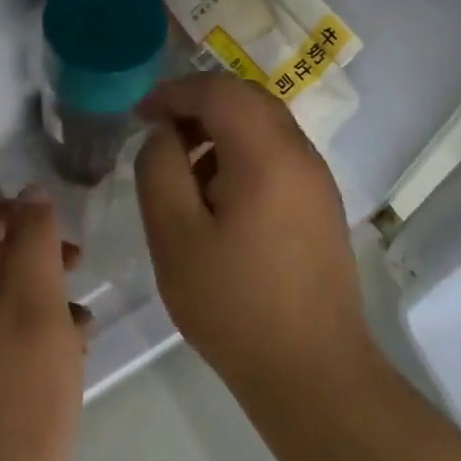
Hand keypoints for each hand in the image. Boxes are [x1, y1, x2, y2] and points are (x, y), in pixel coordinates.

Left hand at [0, 190, 87, 460]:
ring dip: (36, 295)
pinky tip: (70, 352)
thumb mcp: (35, 305)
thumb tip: (31, 194)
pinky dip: (29, 333)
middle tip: (75, 262)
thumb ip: (32, 242)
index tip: (52, 224)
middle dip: (28, 253)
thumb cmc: (18, 397)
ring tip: (82, 314)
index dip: (6, 212)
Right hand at [135, 74, 372, 390]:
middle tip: (159, 136)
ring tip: (184, 173)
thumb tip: (164, 135)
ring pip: (265, 127)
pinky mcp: (321, 207)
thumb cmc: (233, 304)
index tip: (139, 116)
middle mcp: (302, 156)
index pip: (219, 90)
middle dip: (198, 106)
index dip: (174, 93)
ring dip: (220, 131)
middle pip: (248, 100)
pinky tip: (218, 201)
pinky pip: (278, 158)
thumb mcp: (174, 236)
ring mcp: (318, 182)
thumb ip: (159, 170)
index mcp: (267, 155)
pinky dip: (242, 156)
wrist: (311, 371)